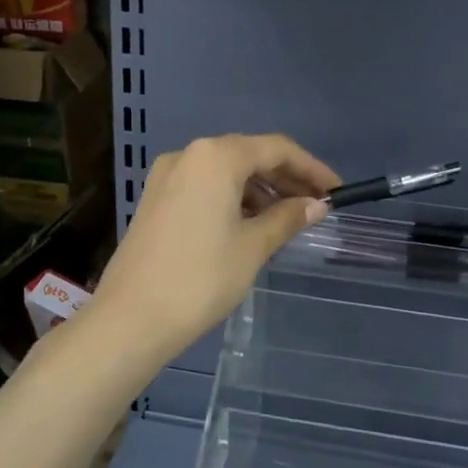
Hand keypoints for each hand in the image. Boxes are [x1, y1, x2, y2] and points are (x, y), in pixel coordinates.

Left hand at [91, 134, 338, 359]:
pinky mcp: (156, 199)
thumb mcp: (253, 247)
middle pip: (249, 155)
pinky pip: (205, 186)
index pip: (276, 149)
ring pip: (226, 171)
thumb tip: (317, 205)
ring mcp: (167, 176)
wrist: (131, 318)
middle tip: (318, 204)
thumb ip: (287, 218)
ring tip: (288, 218)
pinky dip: (233, 198)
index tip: (336, 190)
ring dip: (260, 189)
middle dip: (286, 178)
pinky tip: (251, 223)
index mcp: (215, 157)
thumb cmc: (201, 278)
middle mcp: (189, 155)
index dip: (311, 167)